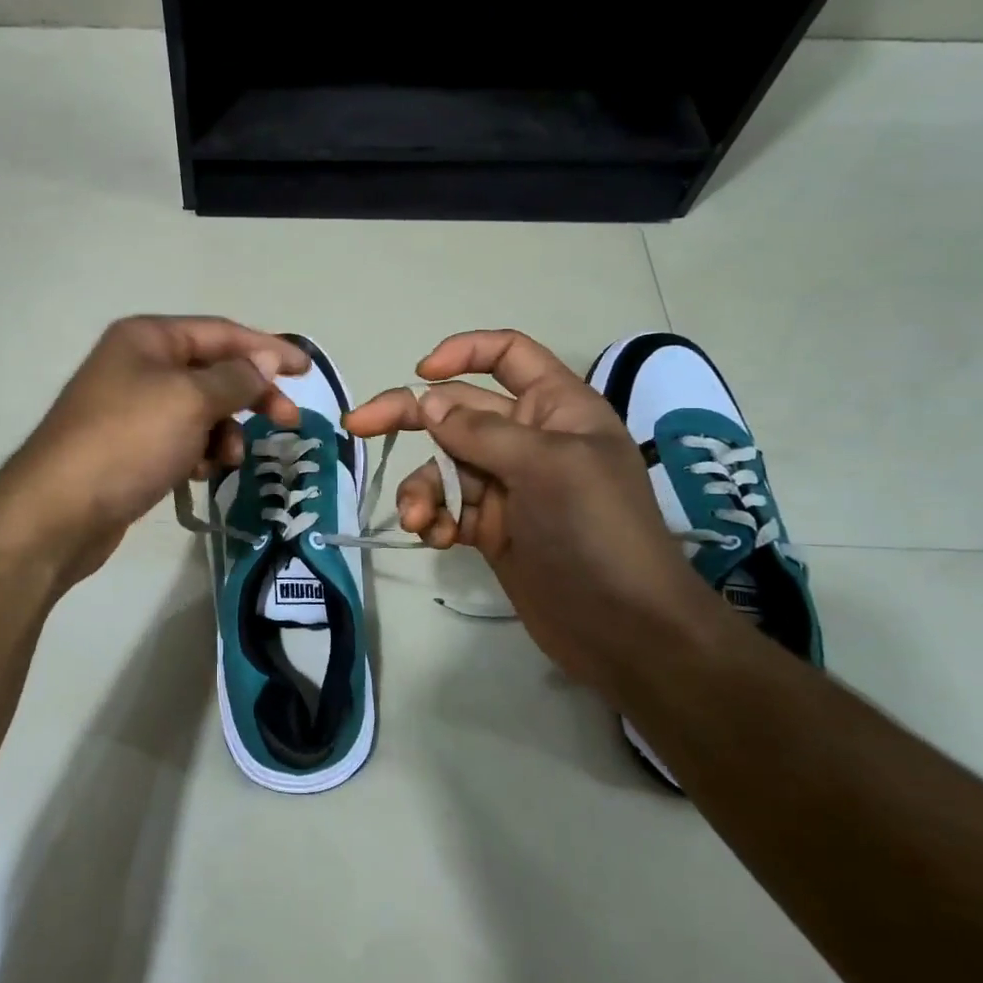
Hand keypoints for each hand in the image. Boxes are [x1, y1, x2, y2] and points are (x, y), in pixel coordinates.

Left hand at [0, 316, 306, 582]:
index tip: (307, 370)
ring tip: (226, 458)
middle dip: (250, 395)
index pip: (221, 332)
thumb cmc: (128, 441)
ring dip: (224, 431)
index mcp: (148, 338)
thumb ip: (236, 377)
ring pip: (200, 410)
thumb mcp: (190, 400)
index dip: (267, 348)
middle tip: (287, 422)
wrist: (59, 512)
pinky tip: (200, 473)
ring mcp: (133, 408)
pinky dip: (199, 451)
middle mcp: (139, 365)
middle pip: (213, 371)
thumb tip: (266, 358)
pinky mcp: (131, 447)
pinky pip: (181, 438)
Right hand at [345, 330, 721, 693]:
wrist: (625, 630)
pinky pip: (446, 507)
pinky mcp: (490, 526)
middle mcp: (528, 438)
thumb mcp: (547, 467)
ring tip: (419, 519)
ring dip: (422, 488)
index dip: (463, 352)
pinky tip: (438, 539)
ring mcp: (506, 484)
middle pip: (455, 409)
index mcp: (556, 407)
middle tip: (357, 427)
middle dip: (408, 418)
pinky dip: (434, 519)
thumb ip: (482, 432)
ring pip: (442, 465)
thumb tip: (427, 404)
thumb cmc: (599, 531)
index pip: (508, 354)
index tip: (421, 372)